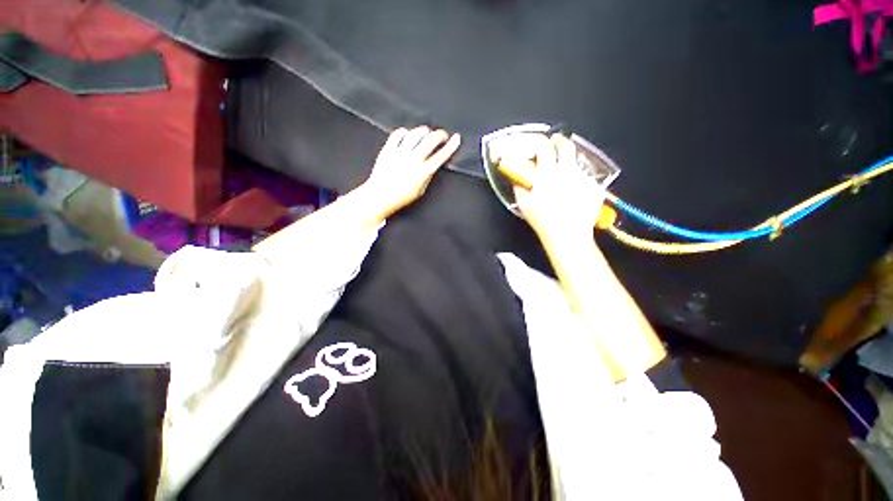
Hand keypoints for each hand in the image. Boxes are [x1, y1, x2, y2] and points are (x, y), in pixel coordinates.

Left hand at [361, 126, 460, 216]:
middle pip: (431, 140)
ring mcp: (400, 153)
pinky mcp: (388, 149)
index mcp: (423, 172)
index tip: (457, 138)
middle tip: (443, 135)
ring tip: (427, 133)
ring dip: (424, 131)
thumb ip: (427, 177)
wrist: (380, 196)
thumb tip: (433, 165)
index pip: (442, 155)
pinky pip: (398, 134)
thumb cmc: (400, 197)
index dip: (451, 145)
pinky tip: (408, 135)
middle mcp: (413, 159)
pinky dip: (405, 132)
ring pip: (416, 133)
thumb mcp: (420, 191)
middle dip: (440, 134)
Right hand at [514, 134, 605, 240]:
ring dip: (568, 164)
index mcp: (547, 174)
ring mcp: (582, 178)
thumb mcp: (524, 204)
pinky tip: (573, 192)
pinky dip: (578, 180)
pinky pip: (585, 177)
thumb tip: (519, 180)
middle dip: (559, 141)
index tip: (539, 143)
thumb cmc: (542, 220)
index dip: (540, 142)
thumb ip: (520, 188)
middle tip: (554, 144)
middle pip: (566, 145)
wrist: (567, 234)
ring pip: (576, 162)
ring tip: (563, 177)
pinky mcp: (593, 187)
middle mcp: (566, 171)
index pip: (543, 147)